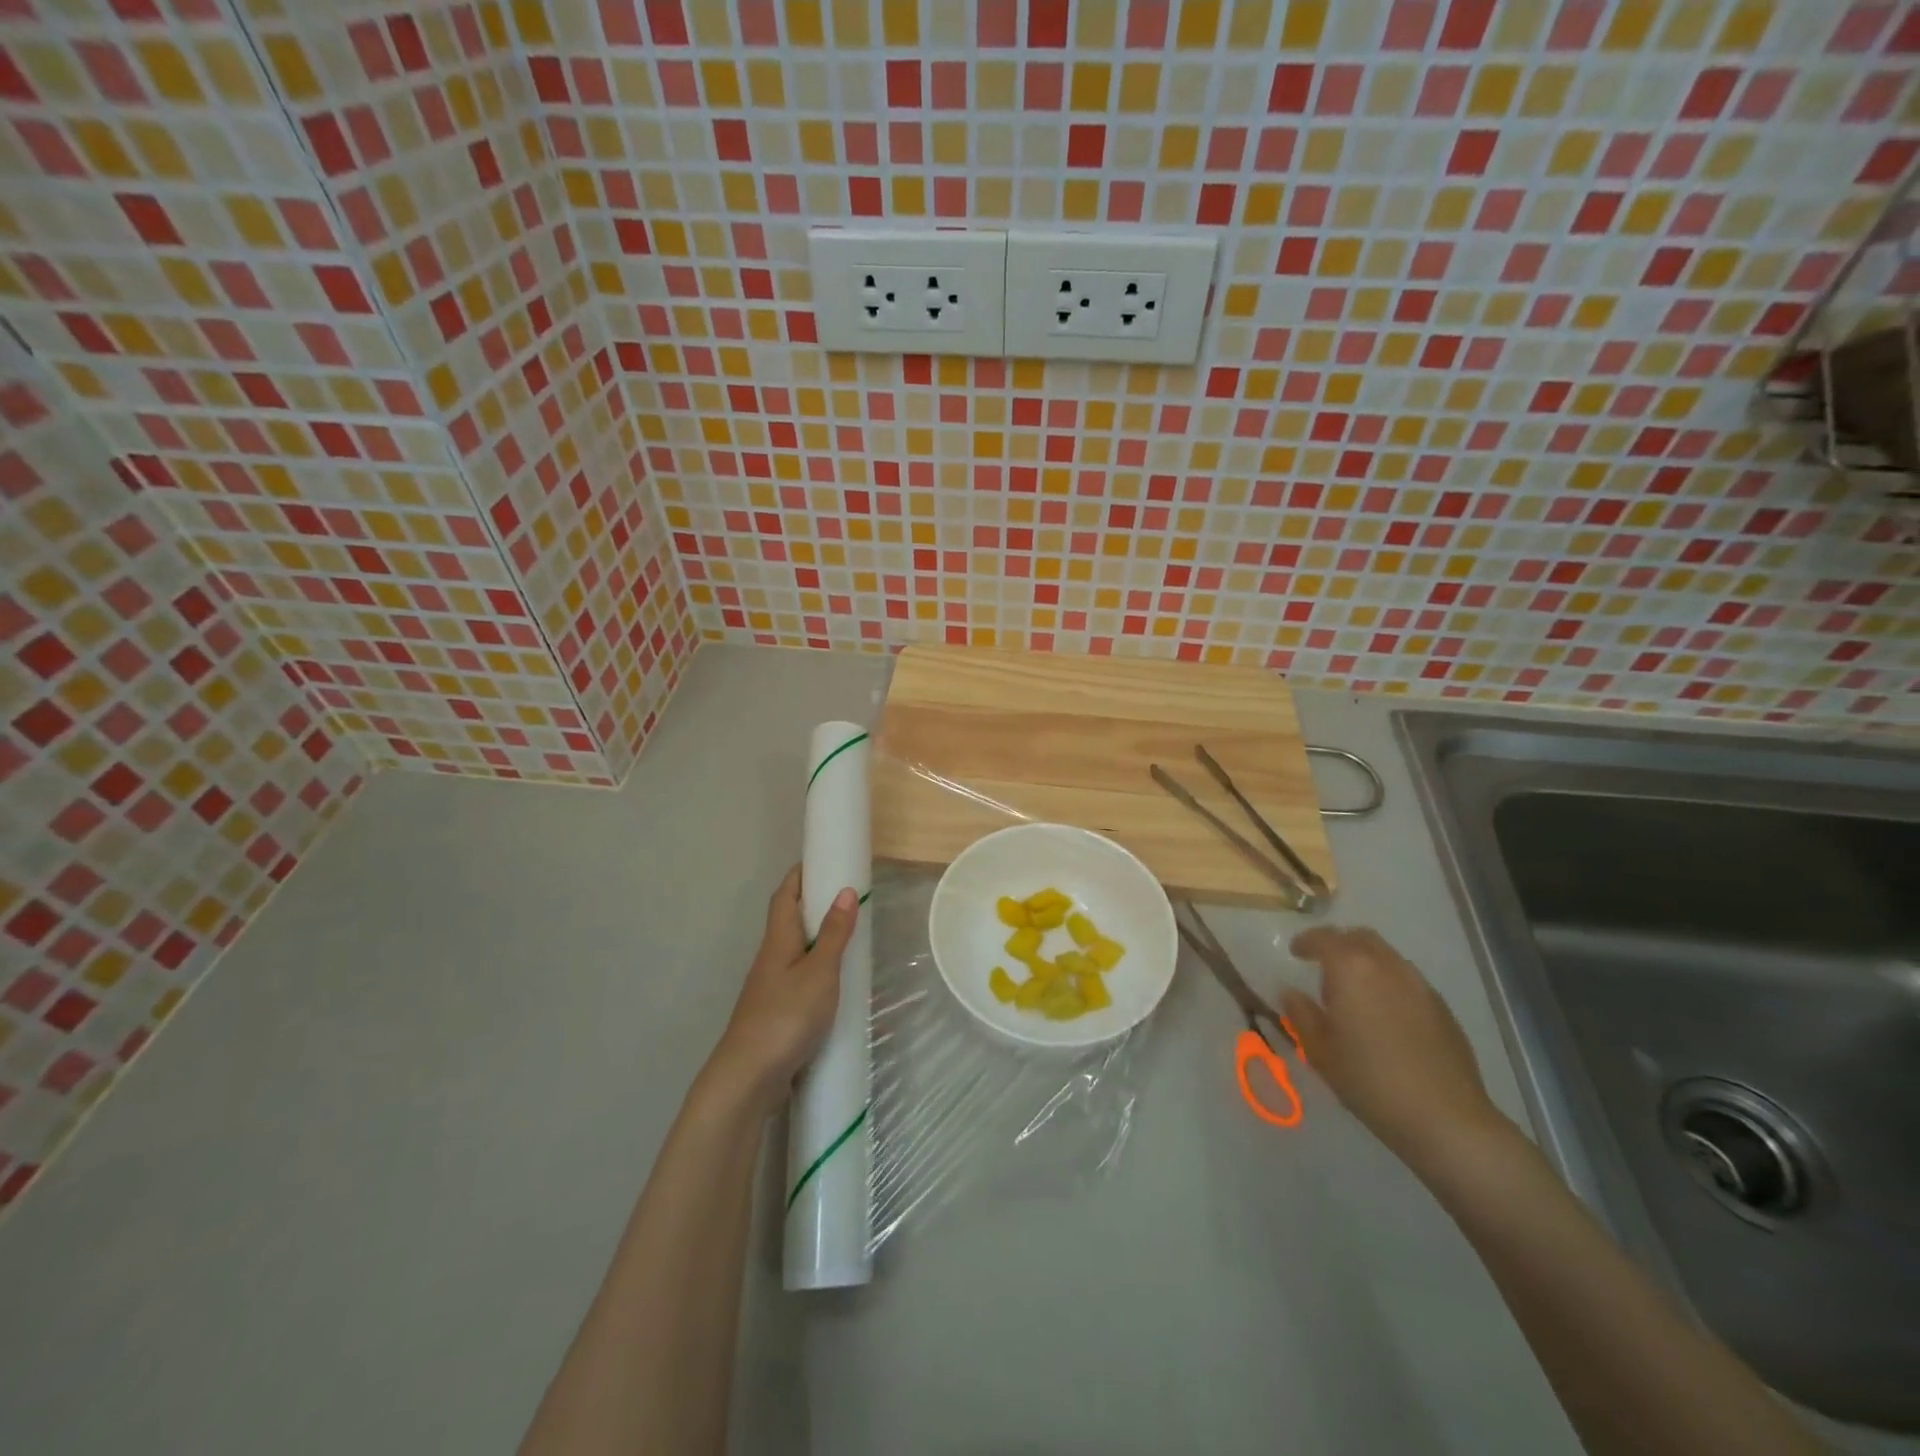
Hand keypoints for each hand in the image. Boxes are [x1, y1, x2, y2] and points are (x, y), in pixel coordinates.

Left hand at [707, 866, 858, 1113]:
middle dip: (812, 904)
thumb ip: (833, 934)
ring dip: (816, 939)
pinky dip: (818, 971)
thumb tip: (845, 890)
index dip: (799, 875)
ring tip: (848, 937)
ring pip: (794, 952)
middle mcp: (770, 958)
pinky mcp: (776, 1013)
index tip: (821, 859)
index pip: (785, 896)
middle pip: (788, 921)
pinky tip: (836, 985)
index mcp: (778, 941)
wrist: (748, 1077)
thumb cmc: (786, 1016)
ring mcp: (770, 988)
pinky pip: (799, 979)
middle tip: (845, 896)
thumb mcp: (819, 971)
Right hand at [1282, 926, 1509, 1177]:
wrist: (1445, 1119)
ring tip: (1355, 993)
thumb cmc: (1369, 1081)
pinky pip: (1407, 980)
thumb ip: (1301, 1014)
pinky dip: (1388, 983)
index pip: (1324, 938)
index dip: (1306, 941)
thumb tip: (1291, 992)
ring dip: (1366, 962)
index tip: (1295, 953)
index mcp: (1351, 969)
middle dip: (1339, 944)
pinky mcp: (1442, 1007)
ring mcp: (1419, 985)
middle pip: (1360, 937)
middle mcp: (1387, 966)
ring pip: (1387, 956)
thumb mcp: (1320, 1051)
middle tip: (1324, 966)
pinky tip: (1385, 1015)